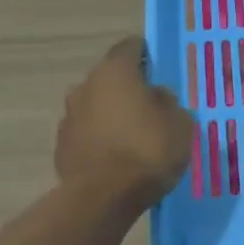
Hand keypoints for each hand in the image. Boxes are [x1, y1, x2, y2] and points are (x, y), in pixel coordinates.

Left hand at [56, 38, 194, 204]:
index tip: (160, 68)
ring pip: (96, 107)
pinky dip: (101, 140)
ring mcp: (69, 117)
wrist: (103, 197)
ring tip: (134, 136)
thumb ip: (168, 103)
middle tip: (152, 106)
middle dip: (129, 89)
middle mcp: (86, 86)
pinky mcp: (62, 146)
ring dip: (112, 115)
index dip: (147, 54)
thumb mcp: (180, 124)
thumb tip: (156, 97)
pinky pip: (87, 134)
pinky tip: (117, 158)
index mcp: (115, 72)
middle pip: (110, 78)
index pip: (130, 47)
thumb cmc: (148, 150)